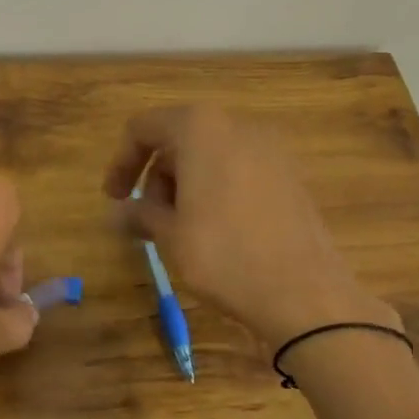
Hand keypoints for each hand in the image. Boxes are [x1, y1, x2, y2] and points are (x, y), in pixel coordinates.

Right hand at [103, 105, 397, 346]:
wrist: (304, 293)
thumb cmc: (223, 255)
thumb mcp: (169, 235)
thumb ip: (139, 214)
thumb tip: (118, 213)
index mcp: (200, 128)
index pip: (143, 128)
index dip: (121, 161)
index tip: (114, 199)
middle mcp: (238, 125)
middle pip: (179, 138)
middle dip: (156, 176)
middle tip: (149, 220)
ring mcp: (271, 149)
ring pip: (211, 154)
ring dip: (185, 184)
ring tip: (181, 230)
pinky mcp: (291, 175)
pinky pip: (240, 169)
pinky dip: (217, 189)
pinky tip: (217, 230)